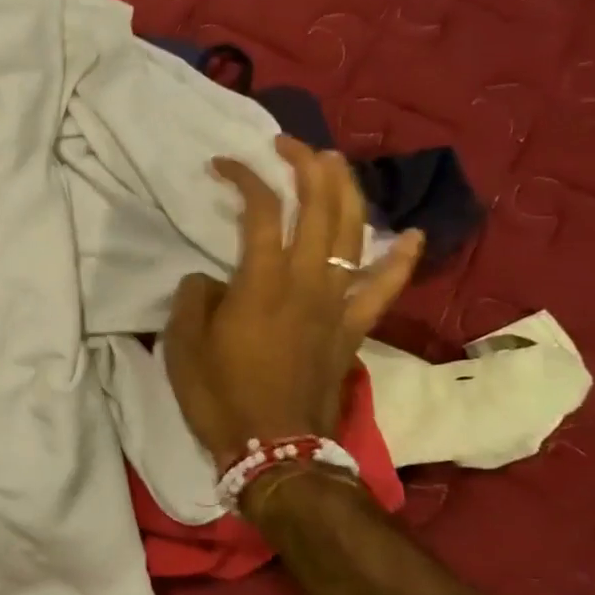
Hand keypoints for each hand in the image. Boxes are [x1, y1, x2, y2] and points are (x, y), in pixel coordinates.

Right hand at [165, 136, 423, 460]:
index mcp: (260, 283)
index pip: (258, 212)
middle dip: (305, 166)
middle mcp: (306, 282)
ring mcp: (337, 304)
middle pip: (317, 208)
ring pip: (354, 234)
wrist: (276, 451)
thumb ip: (195, 297)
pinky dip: (400, 259)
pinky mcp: (353, 327)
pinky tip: (411, 234)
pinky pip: (384, 287)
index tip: (223, 164)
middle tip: (289, 144)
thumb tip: (211, 279)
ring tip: (336, 163)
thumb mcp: (183, 344)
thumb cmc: (221, 396)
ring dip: (346, 192)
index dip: (243, 178)